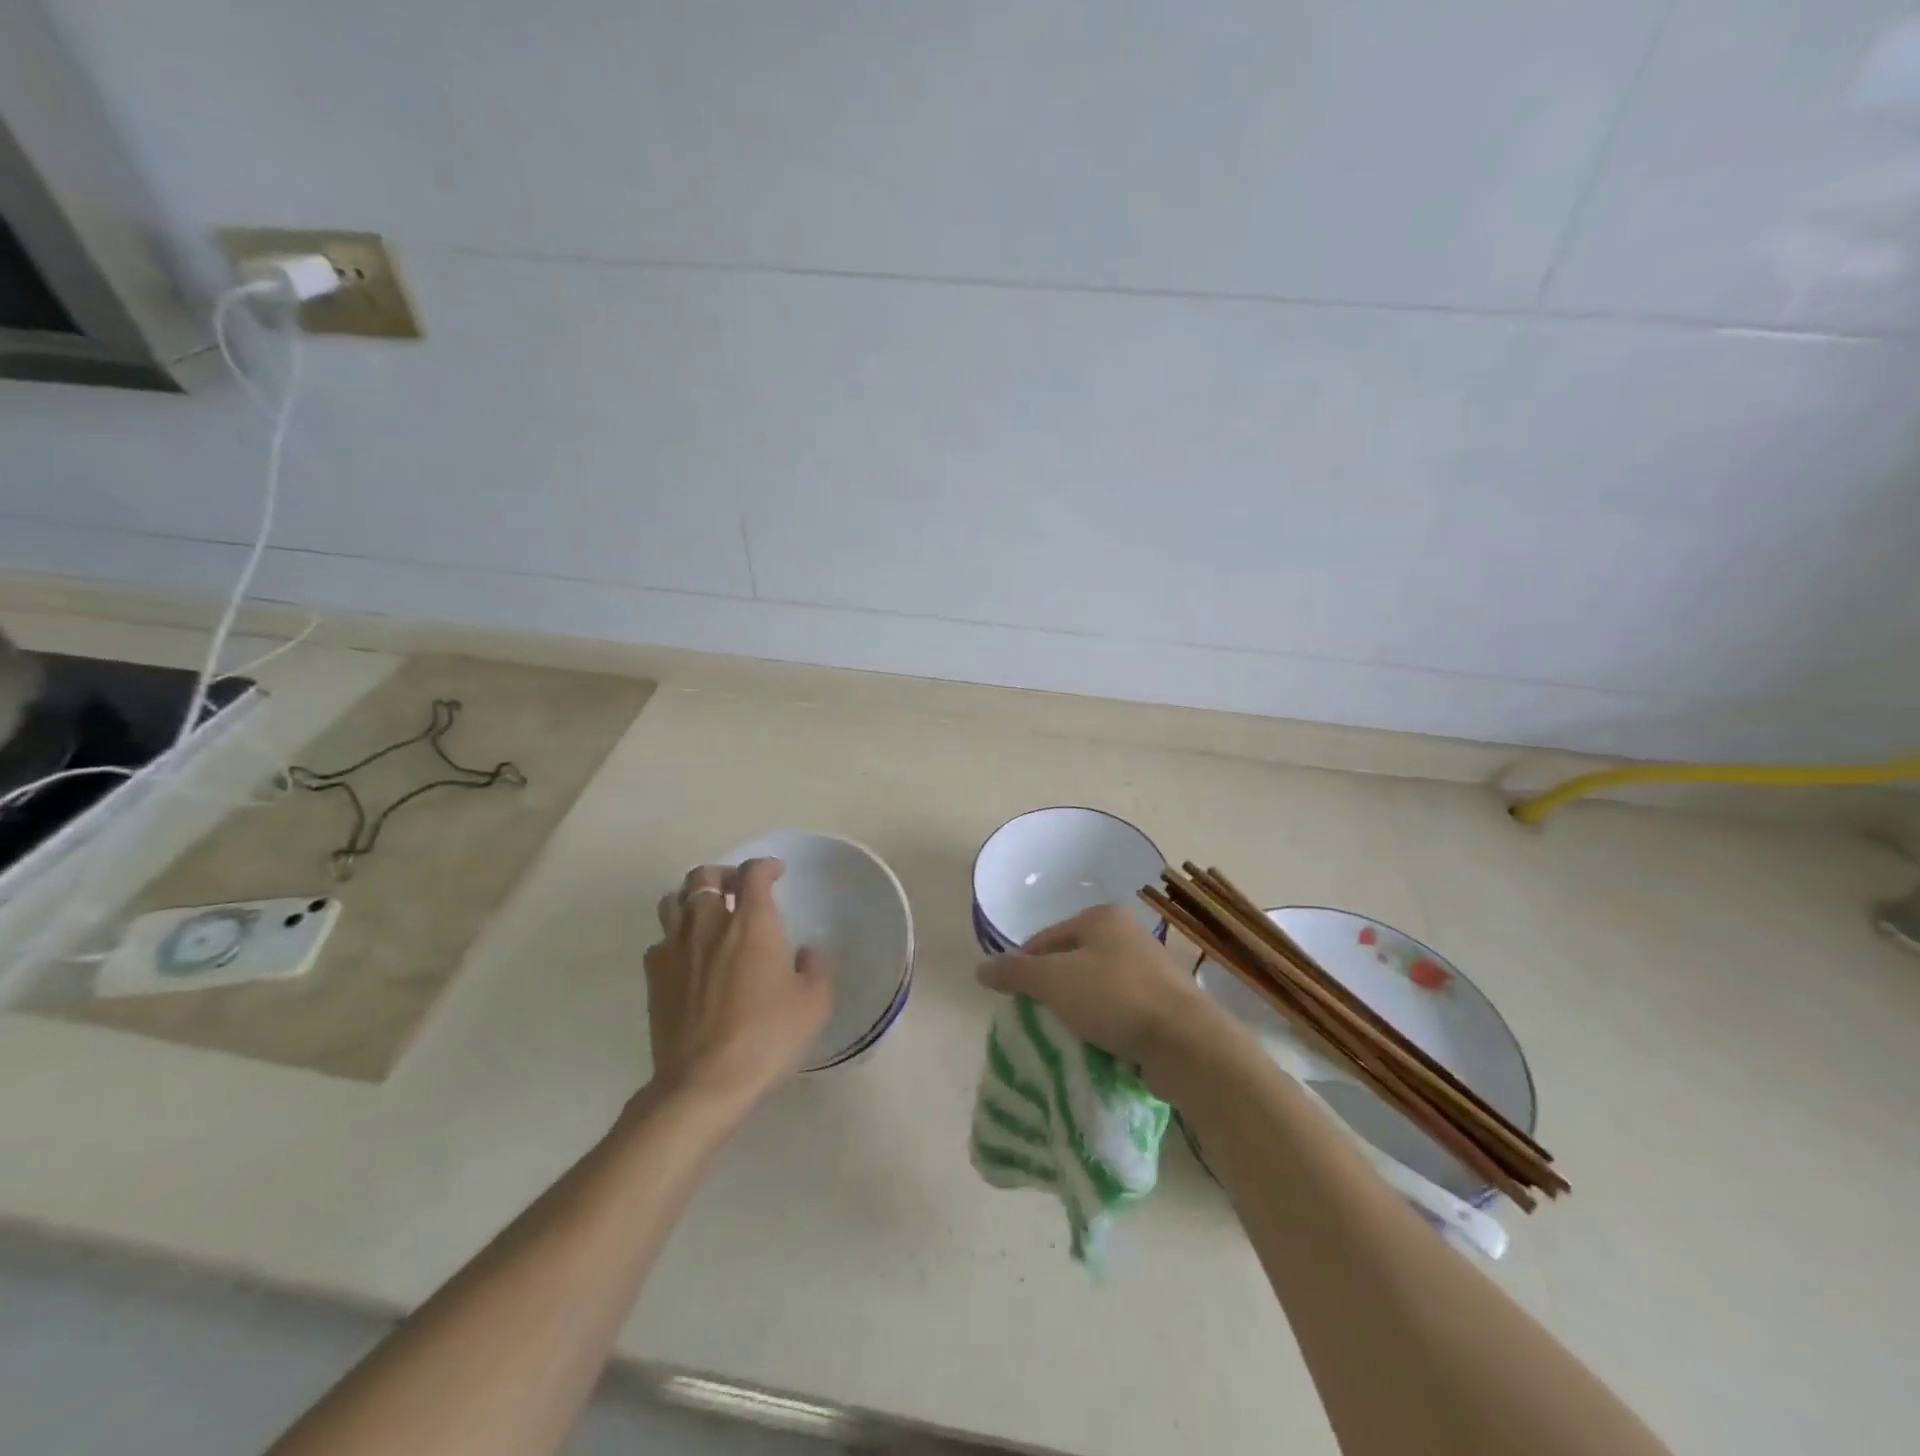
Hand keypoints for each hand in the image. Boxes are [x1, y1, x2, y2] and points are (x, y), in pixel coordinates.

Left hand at [644, 859, 832, 1108]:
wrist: (704, 1083)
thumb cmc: (767, 1037)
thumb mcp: (814, 1004)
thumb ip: (816, 969)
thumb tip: (807, 953)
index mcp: (752, 923)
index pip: (753, 873)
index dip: (765, 866)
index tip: (776, 873)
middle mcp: (709, 924)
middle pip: (704, 876)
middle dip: (722, 874)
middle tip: (737, 889)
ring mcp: (675, 949)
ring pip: (673, 901)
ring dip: (691, 898)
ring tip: (707, 914)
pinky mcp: (654, 977)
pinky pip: (659, 941)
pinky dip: (674, 938)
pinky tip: (687, 957)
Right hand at [975, 904, 1234, 1088]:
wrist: (1187, 1043)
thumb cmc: (1115, 999)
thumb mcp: (1053, 981)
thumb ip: (1015, 972)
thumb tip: (980, 969)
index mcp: (1101, 918)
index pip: (1046, 938)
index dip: (1024, 966)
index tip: (1014, 999)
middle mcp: (1128, 934)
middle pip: (1072, 960)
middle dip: (1052, 989)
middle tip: (1038, 1018)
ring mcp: (1150, 968)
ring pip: (1097, 986)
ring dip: (1079, 1009)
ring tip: (1066, 1035)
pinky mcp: (1165, 1002)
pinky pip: (1120, 1009)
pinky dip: (1105, 1024)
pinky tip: (1098, 1045)